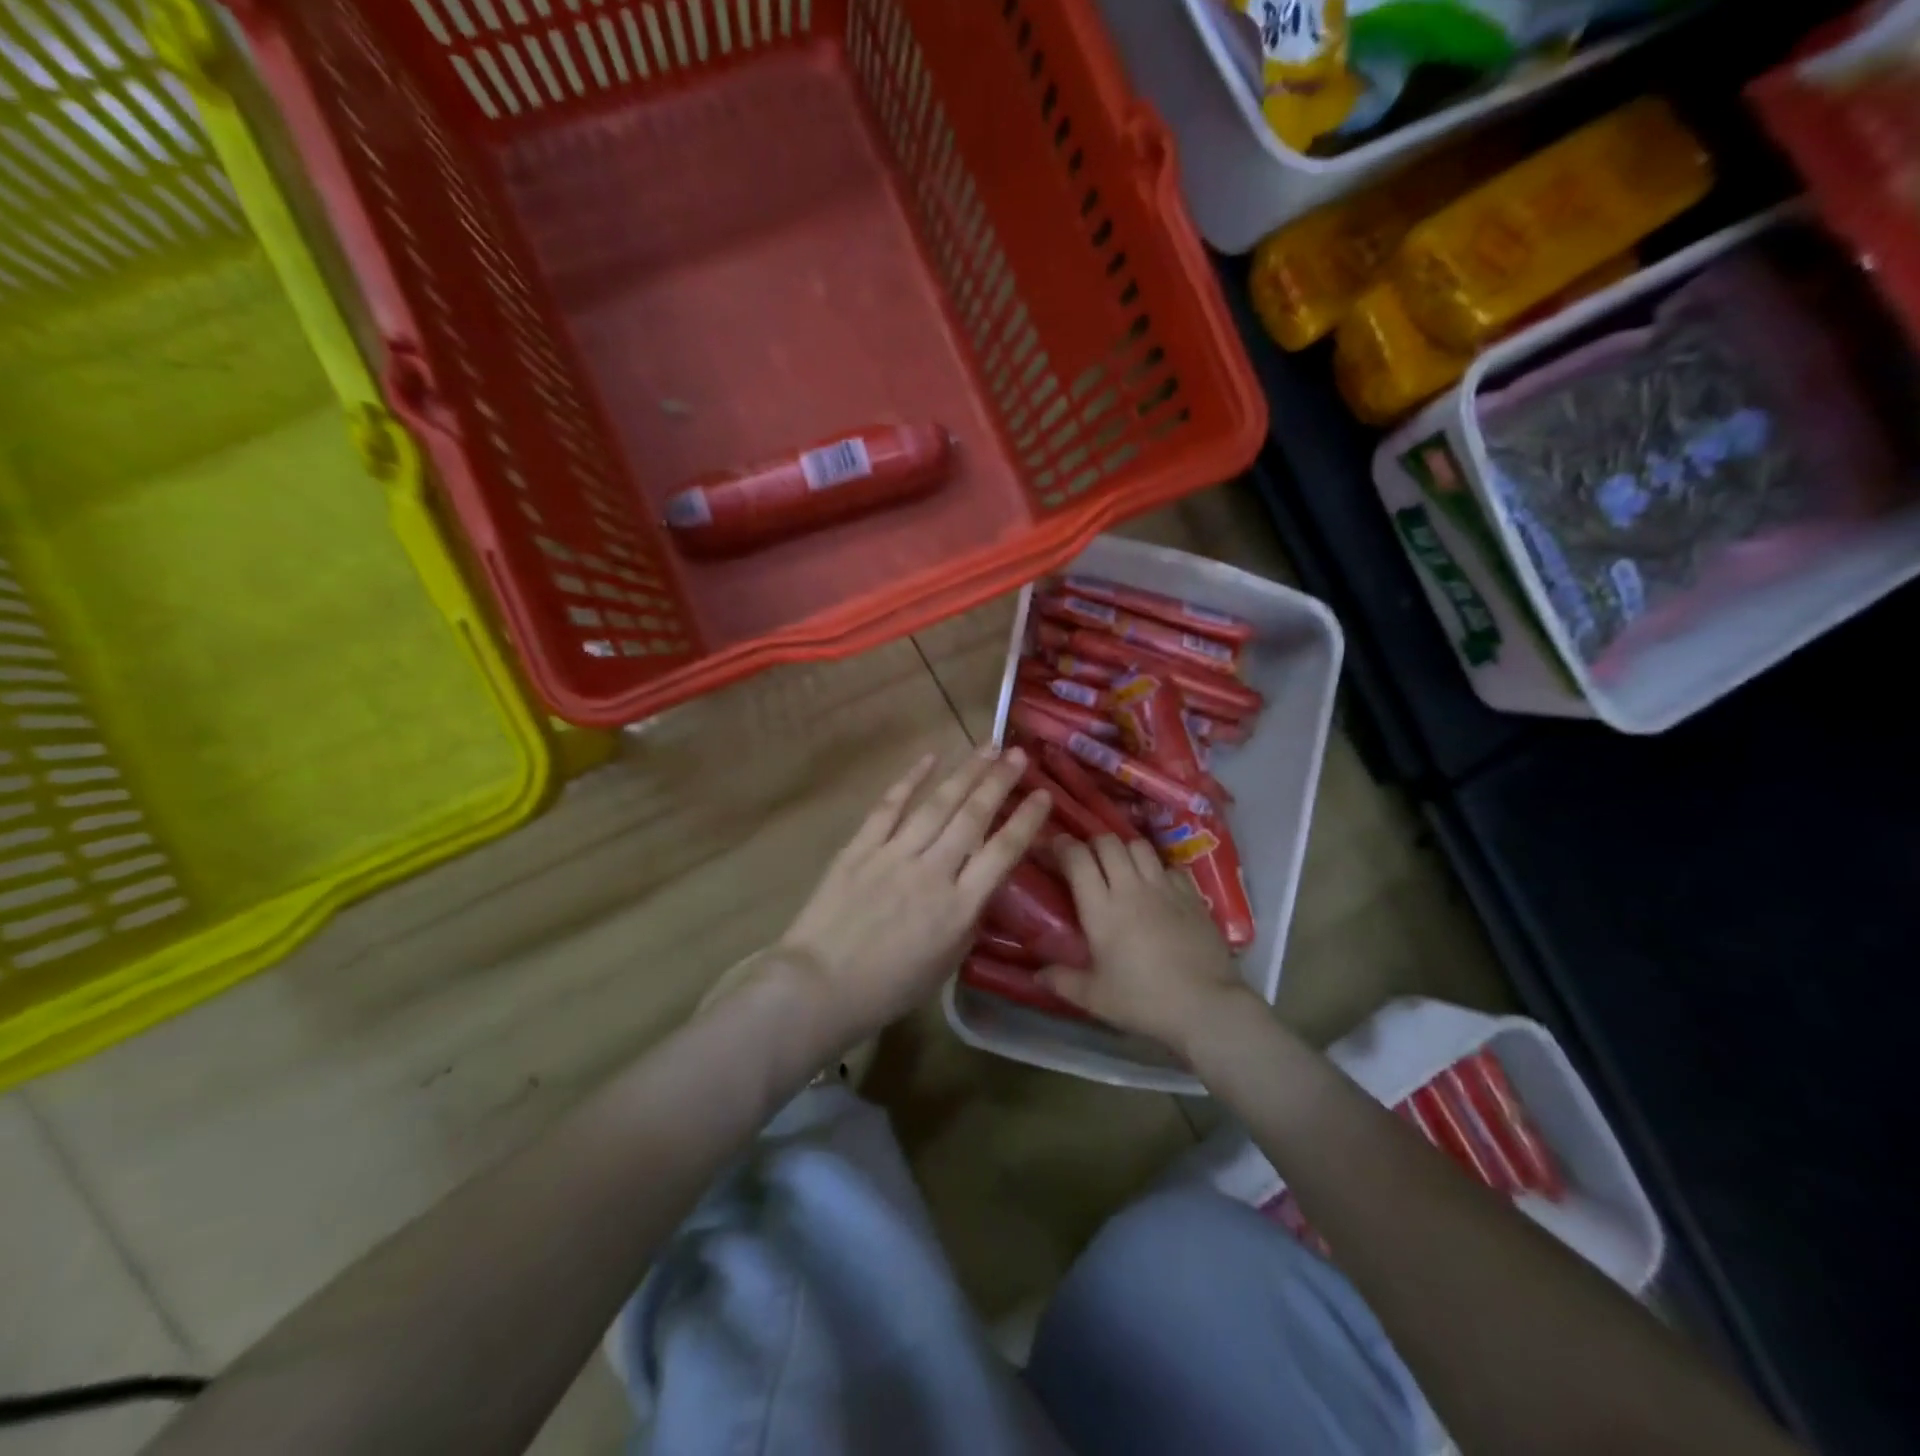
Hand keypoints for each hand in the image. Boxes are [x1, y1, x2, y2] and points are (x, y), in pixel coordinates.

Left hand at [772, 747, 1050, 1044]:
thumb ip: (968, 920)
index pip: (1002, 852)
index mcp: (958, 907)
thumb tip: (980, 886)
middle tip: (1018, 754)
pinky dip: (910, 780)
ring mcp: (894, 854)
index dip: (1027, 820)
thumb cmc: (888, 987)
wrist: (819, 987)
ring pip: (937, 804)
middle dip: (999, 782)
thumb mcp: (946, 964)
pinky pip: (889, 807)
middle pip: (972, 817)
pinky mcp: (860, 847)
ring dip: (965, 772)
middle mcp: (932, 872)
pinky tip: (929, 757)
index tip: (1044, 795)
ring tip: (986, 747)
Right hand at [1037, 835, 1250, 1054]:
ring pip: (1139, 846)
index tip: (1053, 847)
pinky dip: (1156, 868)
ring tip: (1120, 865)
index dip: (1062, 846)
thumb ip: (1062, 981)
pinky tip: (1155, 886)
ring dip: (1124, 849)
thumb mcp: (1094, 998)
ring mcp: (1164, 888)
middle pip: (1108, 842)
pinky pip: (1168, 866)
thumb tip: (1036, 975)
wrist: (1206, 1005)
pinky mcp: (1191, 895)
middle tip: (1086, 859)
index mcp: (1101, 908)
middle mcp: (1131, 887)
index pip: (1077, 858)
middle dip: (1092, 843)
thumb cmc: (1143, 1001)